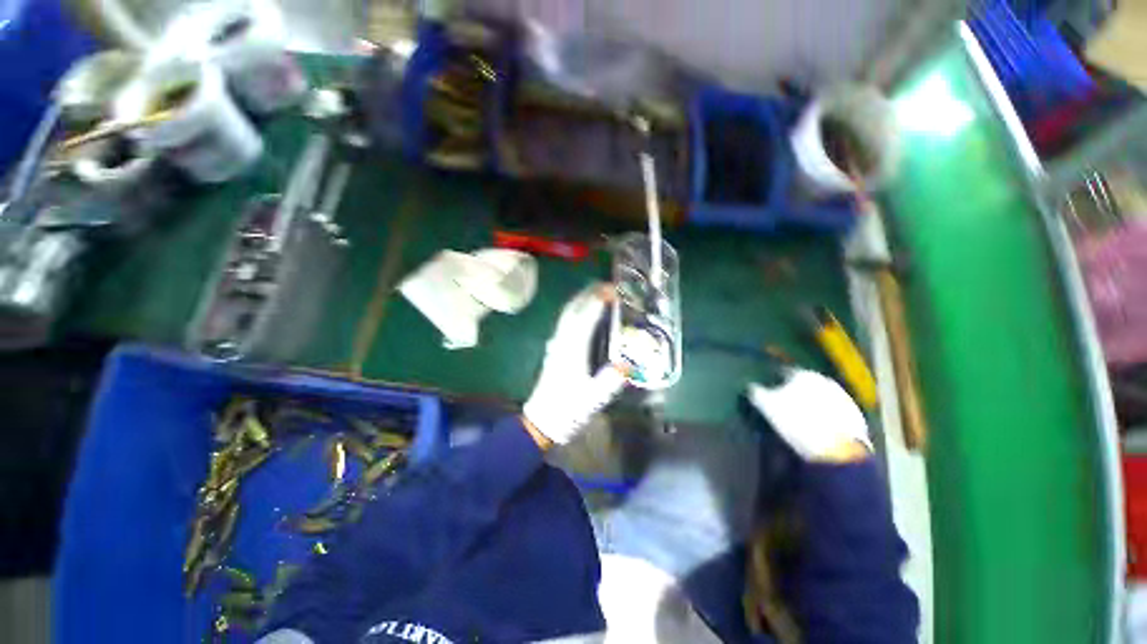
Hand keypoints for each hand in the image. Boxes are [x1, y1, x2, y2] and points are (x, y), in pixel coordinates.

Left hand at [523, 284, 625, 445]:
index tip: (614, 291)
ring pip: (567, 313)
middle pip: (574, 309)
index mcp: (573, 350)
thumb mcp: (595, 398)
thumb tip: (630, 363)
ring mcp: (556, 344)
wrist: (542, 420)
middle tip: (608, 286)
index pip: (586, 317)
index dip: (599, 301)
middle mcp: (562, 341)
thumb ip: (612, 379)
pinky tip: (583, 312)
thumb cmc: (568, 409)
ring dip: (581, 298)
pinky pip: (565, 321)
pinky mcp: (554, 349)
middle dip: (590, 293)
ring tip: (597, 292)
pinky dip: (575, 309)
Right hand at [747, 368, 871, 462]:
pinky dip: (826, 415)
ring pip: (821, 396)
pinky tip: (819, 428)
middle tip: (784, 405)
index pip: (783, 372)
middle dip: (795, 391)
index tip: (768, 392)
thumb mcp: (766, 406)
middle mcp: (825, 379)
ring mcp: (844, 397)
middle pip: (805, 384)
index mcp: (803, 374)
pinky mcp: (856, 415)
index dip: (774, 382)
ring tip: (802, 418)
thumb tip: (751, 386)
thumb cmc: (796, 422)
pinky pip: (835, 411)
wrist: (837, 450)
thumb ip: (756, 392)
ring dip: (812, 402)